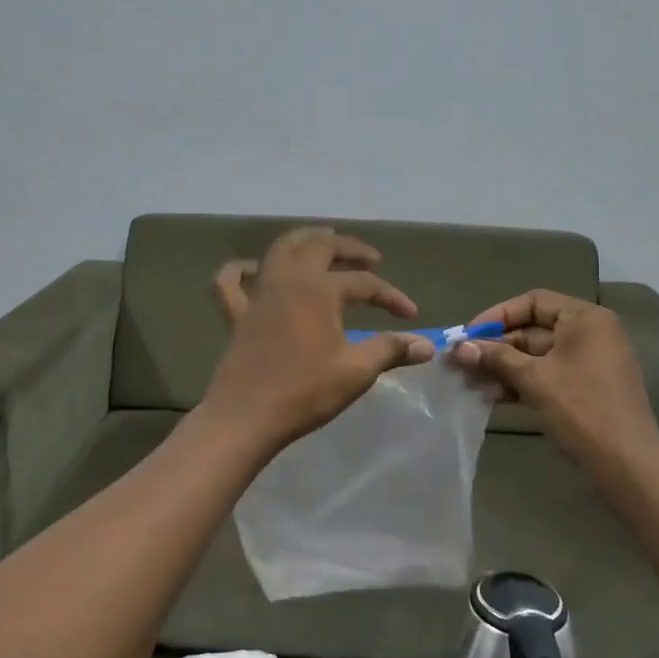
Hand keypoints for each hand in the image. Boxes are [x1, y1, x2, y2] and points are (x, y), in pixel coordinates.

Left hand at [203, 228, 433, 450]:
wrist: (246, 416)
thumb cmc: (305, 391)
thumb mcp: (356, 371)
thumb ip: (390, 350)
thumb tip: (428, 345)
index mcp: (318, 289)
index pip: (364, 283)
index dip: (390, 296)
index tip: (411, 315)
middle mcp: (288, 279)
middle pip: (320, 246)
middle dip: (349, 248)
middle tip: (371, 258)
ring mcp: (258, 294)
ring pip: (279, 250)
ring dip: (304, 241)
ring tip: (323, 242)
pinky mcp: (237, 314)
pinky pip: (230, 282)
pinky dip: (240, 270)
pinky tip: (252, 270)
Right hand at [452, 289, 658, 480]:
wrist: (627, 466)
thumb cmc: (581, 410)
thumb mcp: (533, 379)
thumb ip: (495, 358)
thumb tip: (457, 348)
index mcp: (586, 319)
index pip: (533, 302)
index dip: (497, 316)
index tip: (468, 335)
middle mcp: (591, 334)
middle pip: (533, 330)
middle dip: (495, 348)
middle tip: (460, 363)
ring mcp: (590, 363)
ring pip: (536, 357)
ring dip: (502, 368)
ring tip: (468, 383)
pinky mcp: (586, 389)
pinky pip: (547, 376)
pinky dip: (520, 383)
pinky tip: (490, 397)